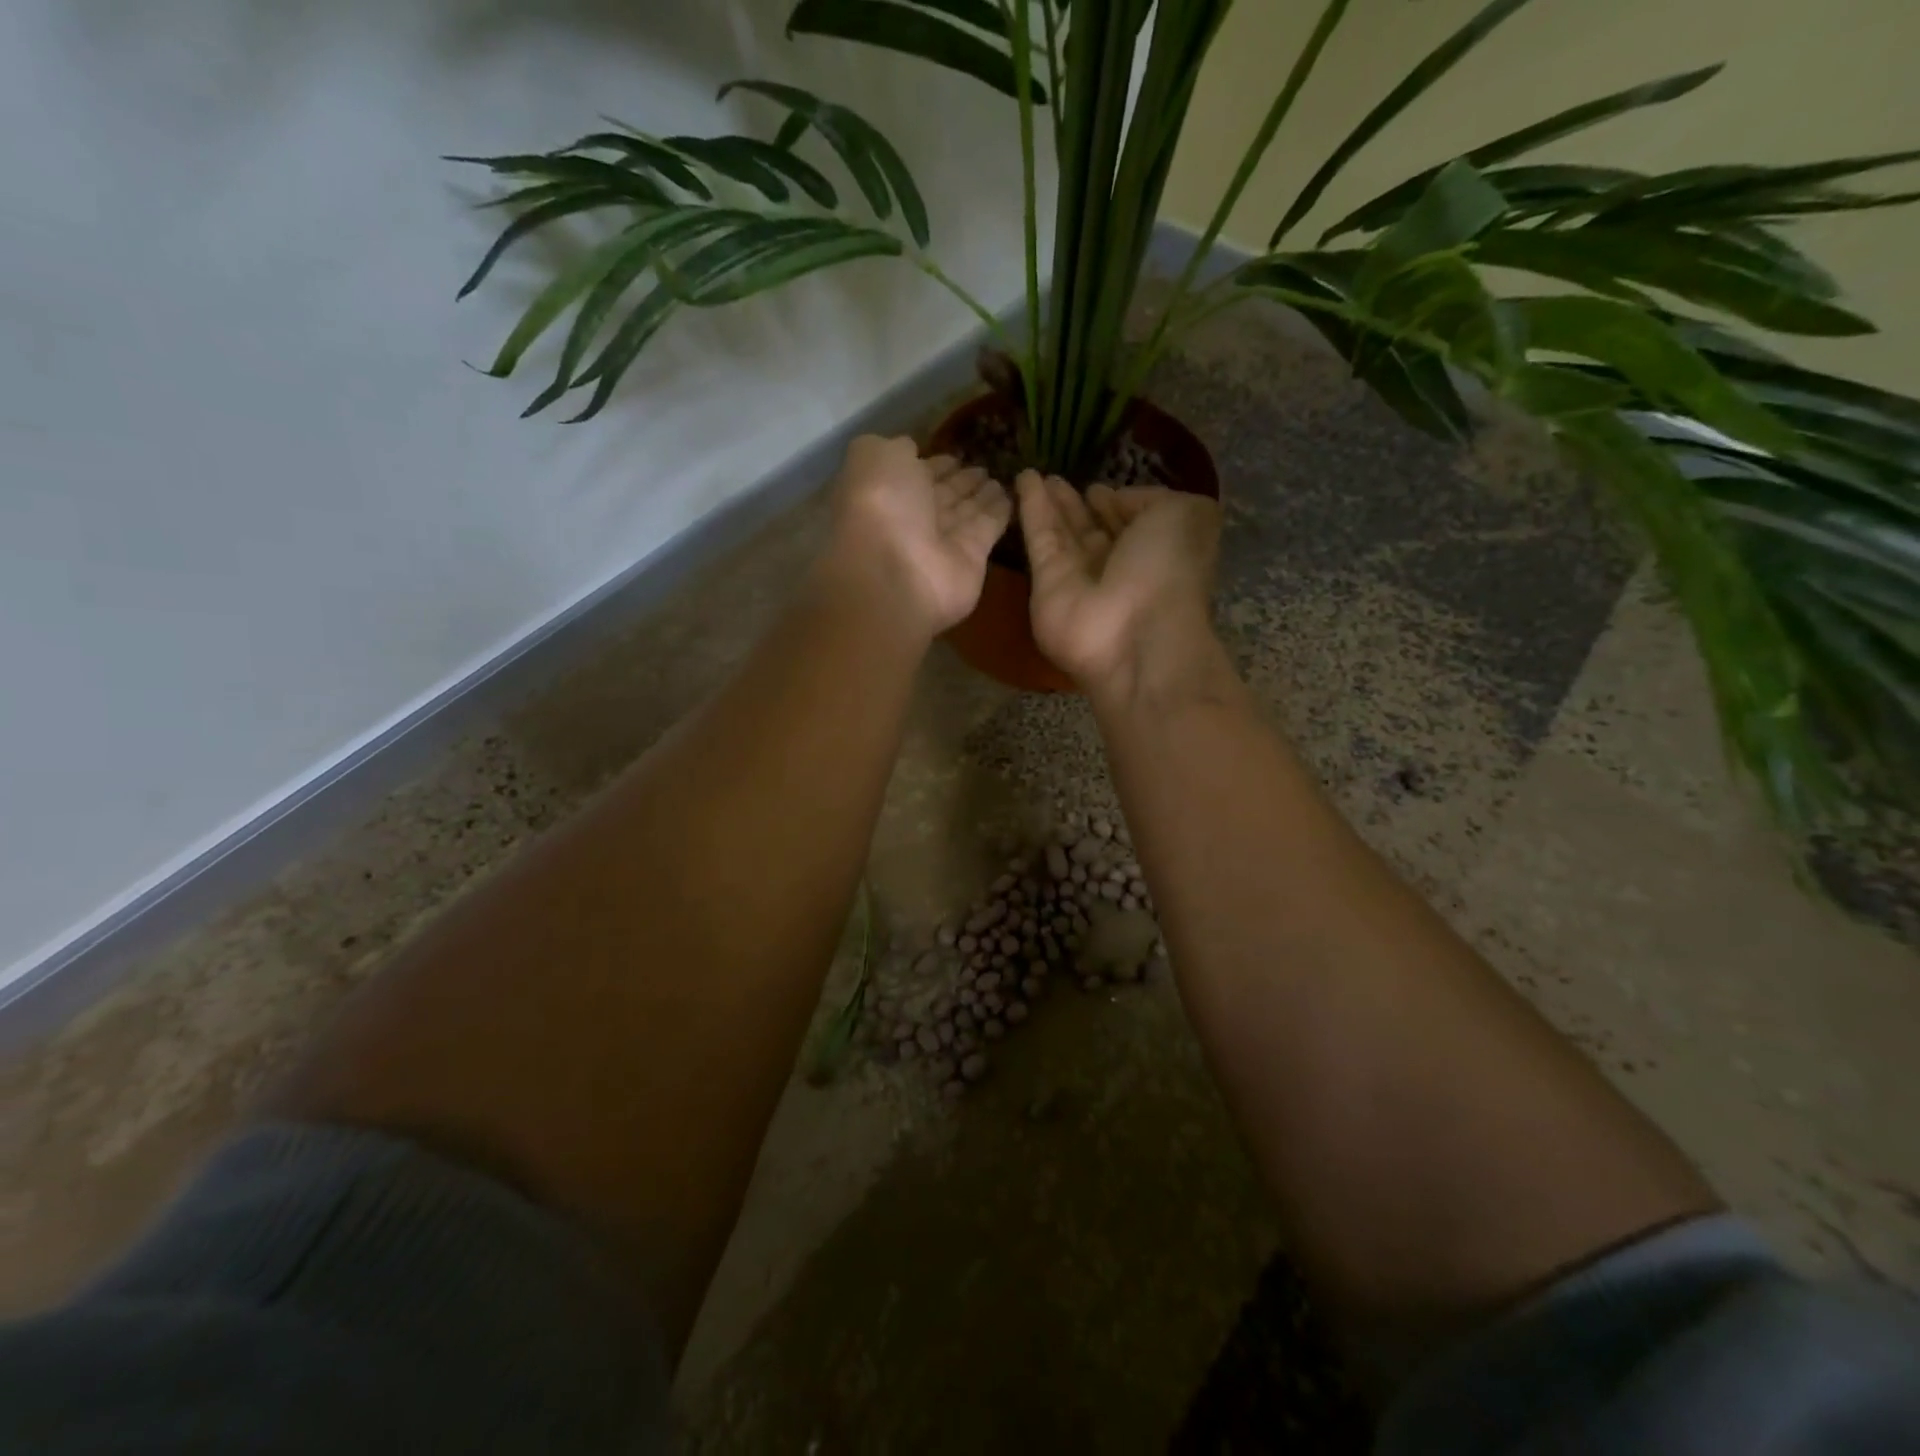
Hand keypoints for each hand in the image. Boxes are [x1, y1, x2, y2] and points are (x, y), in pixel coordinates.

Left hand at [817, 435, 1010, 636]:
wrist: (897, 573)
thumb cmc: (881, 507)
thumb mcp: (874, 457)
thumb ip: (893, 448)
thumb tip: (911, 447)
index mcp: (886, 494)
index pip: (915, 475)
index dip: (934, 464)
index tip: (955, 454)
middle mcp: (913, 519)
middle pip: (942, 495)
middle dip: (960, 480)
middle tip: (984, 465)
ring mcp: (942, 542)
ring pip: (966, 511)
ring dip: (982, 494)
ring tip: (1000, 475)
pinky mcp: (972, 558)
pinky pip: (988, 528)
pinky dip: (1000, 511)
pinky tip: (1013, 492)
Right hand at [1015, 472, 1221, 699]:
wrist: (1135, 636)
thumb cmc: (1169, 571)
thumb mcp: (1183, 514)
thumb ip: (1150, 499)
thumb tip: (1113, 501)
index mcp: (1157, 552)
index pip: (1132, 524)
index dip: (1115, 504)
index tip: (1097, 487)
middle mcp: (1119, 568)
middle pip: (1092, 531)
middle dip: (1076, 506)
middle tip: (1055, 478)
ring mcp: (1081, 580)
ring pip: (1062, 534)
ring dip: (1050, 504)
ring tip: (1033, 474)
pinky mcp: (1046, 587)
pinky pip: (1040, 540)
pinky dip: (1031, 510)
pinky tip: (1023, 480)